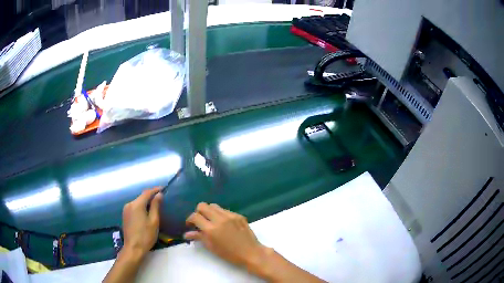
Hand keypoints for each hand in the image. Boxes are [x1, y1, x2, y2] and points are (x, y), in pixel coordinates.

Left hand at [122, 188, 162, 259]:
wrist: (133, 248)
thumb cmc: (146, 235)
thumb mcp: (154, 221)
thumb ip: (155, 206)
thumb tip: (159, 194)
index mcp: (137, 204)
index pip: (147, 193)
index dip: (155, 190)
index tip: (164, 188)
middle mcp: (129, 204)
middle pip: (141, 197)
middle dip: (151, 196)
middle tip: (161, 197)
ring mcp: (126, 210)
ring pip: (138, 202)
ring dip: (146, 202)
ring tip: (155, 204)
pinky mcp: (125, 215)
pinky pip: (134, 207)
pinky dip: (141, 207)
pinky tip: (146, 212)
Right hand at [184, 203, 266, 267]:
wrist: (251, 253)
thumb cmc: (230, 254)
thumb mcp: (212, 247)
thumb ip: (199, 237)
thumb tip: (187, 234)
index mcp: (211, 229)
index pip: (195, 216)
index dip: (189, 219)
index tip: (190, 225)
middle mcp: (220, 219)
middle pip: (203, 205)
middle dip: (198, 212)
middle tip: (200, 221)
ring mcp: (230, 215)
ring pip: (214, 206)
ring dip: (209, 211)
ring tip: (211, 221)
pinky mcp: (238, 215)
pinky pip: (224, 210)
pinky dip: (220, 214)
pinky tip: (223, 224)